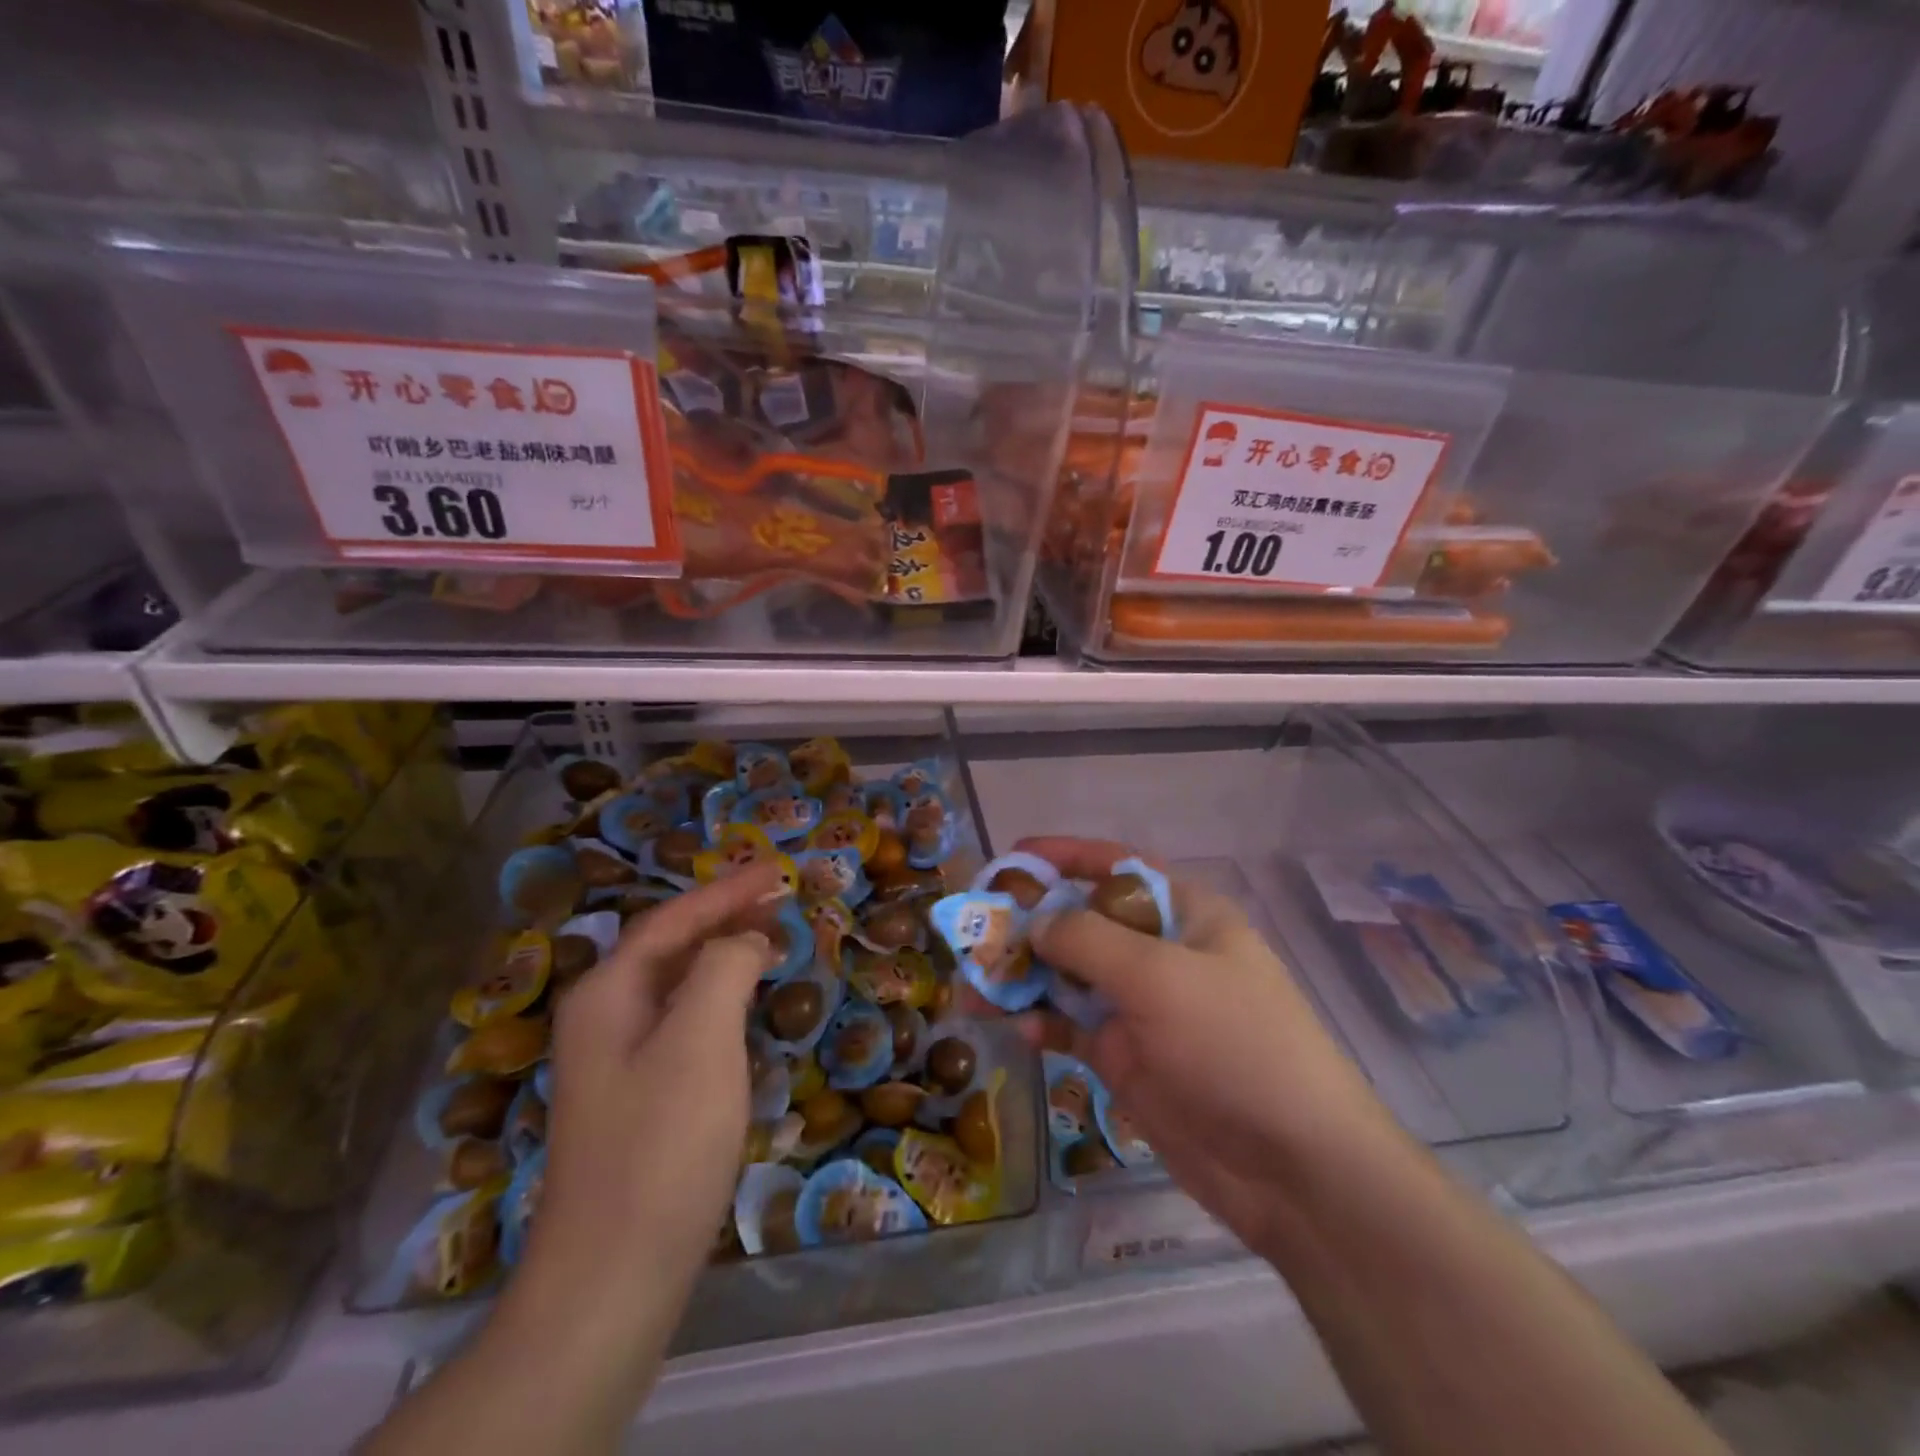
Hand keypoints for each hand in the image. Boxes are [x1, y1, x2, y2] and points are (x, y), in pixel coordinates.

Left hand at [491, 863, 783, 1390]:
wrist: (612, 1275)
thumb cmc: (662, 1144)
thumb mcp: (701, 1040)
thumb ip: (724, 967)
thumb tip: (745, 939)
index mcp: (609, 993)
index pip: (674, 918)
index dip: (728, 890)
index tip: (779, 869)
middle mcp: (604, 1016)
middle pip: (670, 944)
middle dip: (725, 914)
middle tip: (781, 896)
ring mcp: (617, 1060)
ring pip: (677, 982)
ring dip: (723, 951)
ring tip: (773, 936)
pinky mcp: (637, 1096)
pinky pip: (683, 1019)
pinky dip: (719, 995)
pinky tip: (745, 1003)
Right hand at [1015, 838, 1400, 1255]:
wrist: (1296, 1170)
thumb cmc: (1235, 1045)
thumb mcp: (1160, 976)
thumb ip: (1087, 940)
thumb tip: (1034, 923)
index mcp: (1183, 915)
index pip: (1116, 867)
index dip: (1065, 856)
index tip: (1013, 856)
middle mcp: (1160, 953)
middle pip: (1083, 922)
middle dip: (1031, 922)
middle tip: (975, 929)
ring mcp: (1144, 1009)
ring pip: (1070, 978)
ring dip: (1024, 978)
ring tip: (972, 984)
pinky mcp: (1130, 1059)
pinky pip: (1074, 1029)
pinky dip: (1044, 1025)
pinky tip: (1017, 1030)